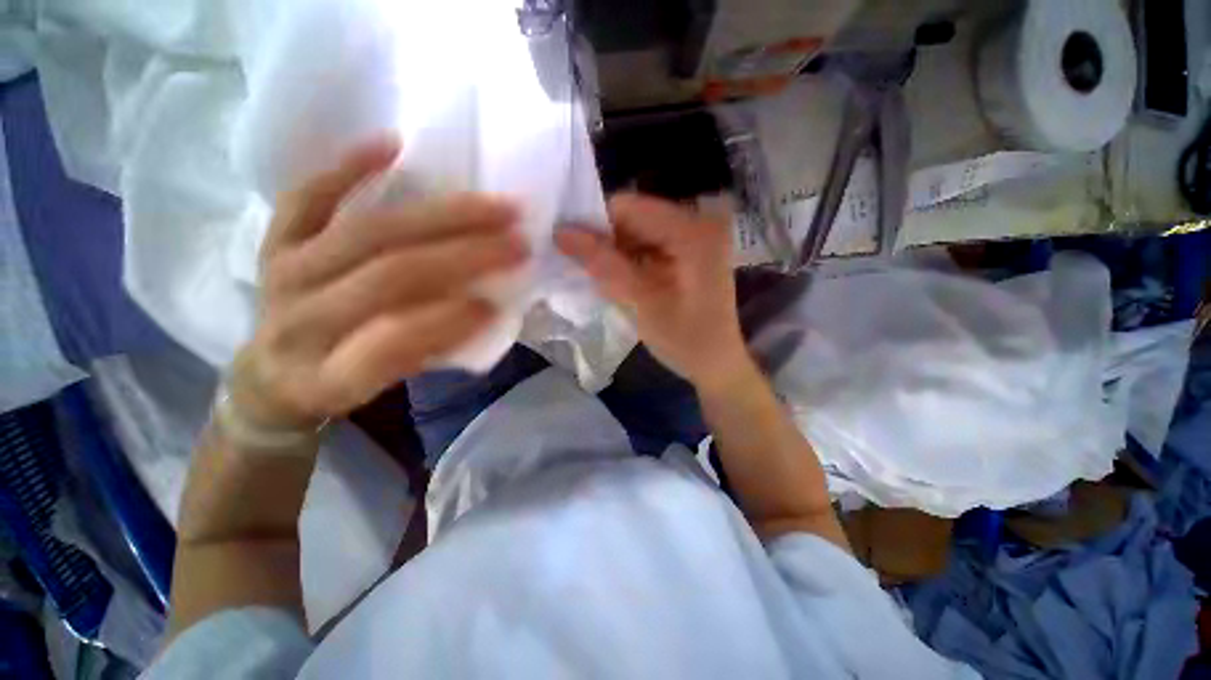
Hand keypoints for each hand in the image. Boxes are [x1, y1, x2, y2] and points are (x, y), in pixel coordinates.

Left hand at [232, 138, 527, 427]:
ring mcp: (283, 273)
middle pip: (389, 276)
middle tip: (518, 243)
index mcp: (326, 375)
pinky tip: (394, 146)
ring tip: (494, 207)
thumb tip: (483, 305)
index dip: (447, 323)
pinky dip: (350, 167)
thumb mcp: (385, 390)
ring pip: (368, 232)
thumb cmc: (338, 384)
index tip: (496, 306)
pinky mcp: (274, 241)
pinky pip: (307, 196)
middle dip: (465, 257)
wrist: (271, 374)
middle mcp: (299, 321)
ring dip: (441, 216)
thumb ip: (429, 352)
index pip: (390, 344)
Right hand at [556, 194, 750, 390]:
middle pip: (634, 218)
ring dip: (615, 253)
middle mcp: (696, 222)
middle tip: (583, 267)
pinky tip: (621, 281)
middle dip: (605, 240)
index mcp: (693, 231)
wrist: (717, 363)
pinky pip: (647, 245)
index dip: (594, 223)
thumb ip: (604, 264)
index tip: (567, 245)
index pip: (629, 207)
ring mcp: (693, 236)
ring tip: (602, 279)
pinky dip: (629, 260)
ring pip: (637, 232)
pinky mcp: (688, 251)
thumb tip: (561, 232)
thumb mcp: (642, 302)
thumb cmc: (686, 339)